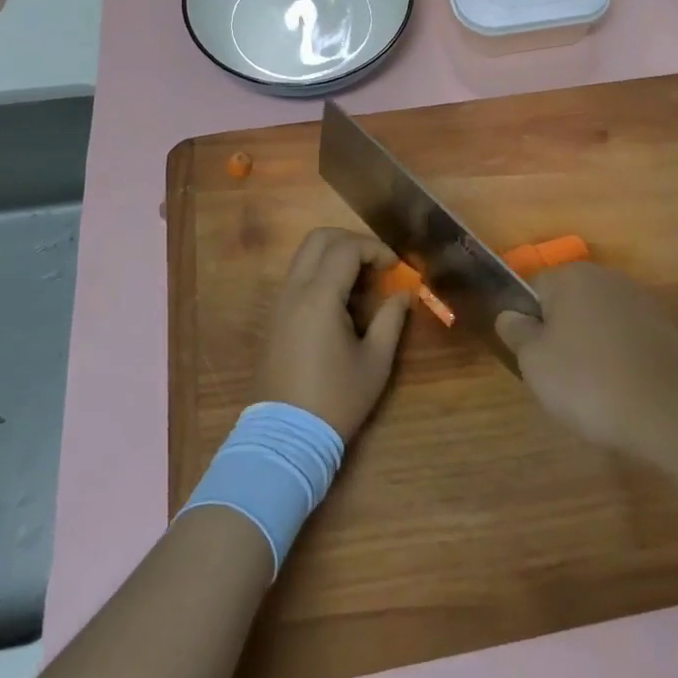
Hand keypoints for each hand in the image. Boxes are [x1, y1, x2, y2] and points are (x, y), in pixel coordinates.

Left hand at [252, 228, 409, 441]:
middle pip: (318, 239)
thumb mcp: (375, 362)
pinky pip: (298, 277)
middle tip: (377, 263)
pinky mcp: (274, 318)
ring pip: (305, 256)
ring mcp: (280, 303)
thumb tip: (403, 294)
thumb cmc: (336, 400)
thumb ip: (391, 320)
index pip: (346, 248)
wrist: (285, 438)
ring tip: (362, 283)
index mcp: (319, 297)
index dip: (375, 249)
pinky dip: (321, 273)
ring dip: (335, 256)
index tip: (396, 267)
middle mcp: (294, 291)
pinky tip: (342, 301)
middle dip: (351, 241)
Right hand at [496, 263, 677, 460]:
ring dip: (590, 347)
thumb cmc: (591, 382)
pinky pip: (626, 340)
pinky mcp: (666, 329)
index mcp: (571, 275)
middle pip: (567, 303)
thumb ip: (517, 333)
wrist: (675, 412)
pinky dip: (619, 359)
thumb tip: (510, 315)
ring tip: (591, 391)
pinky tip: (621, 391)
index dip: (526, 323)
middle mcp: (607, 277)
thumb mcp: (535, 362)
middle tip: (557, 378)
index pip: (533, 289)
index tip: (531, 359)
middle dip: (559, 335)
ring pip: (598, 322)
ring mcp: (641, 301)